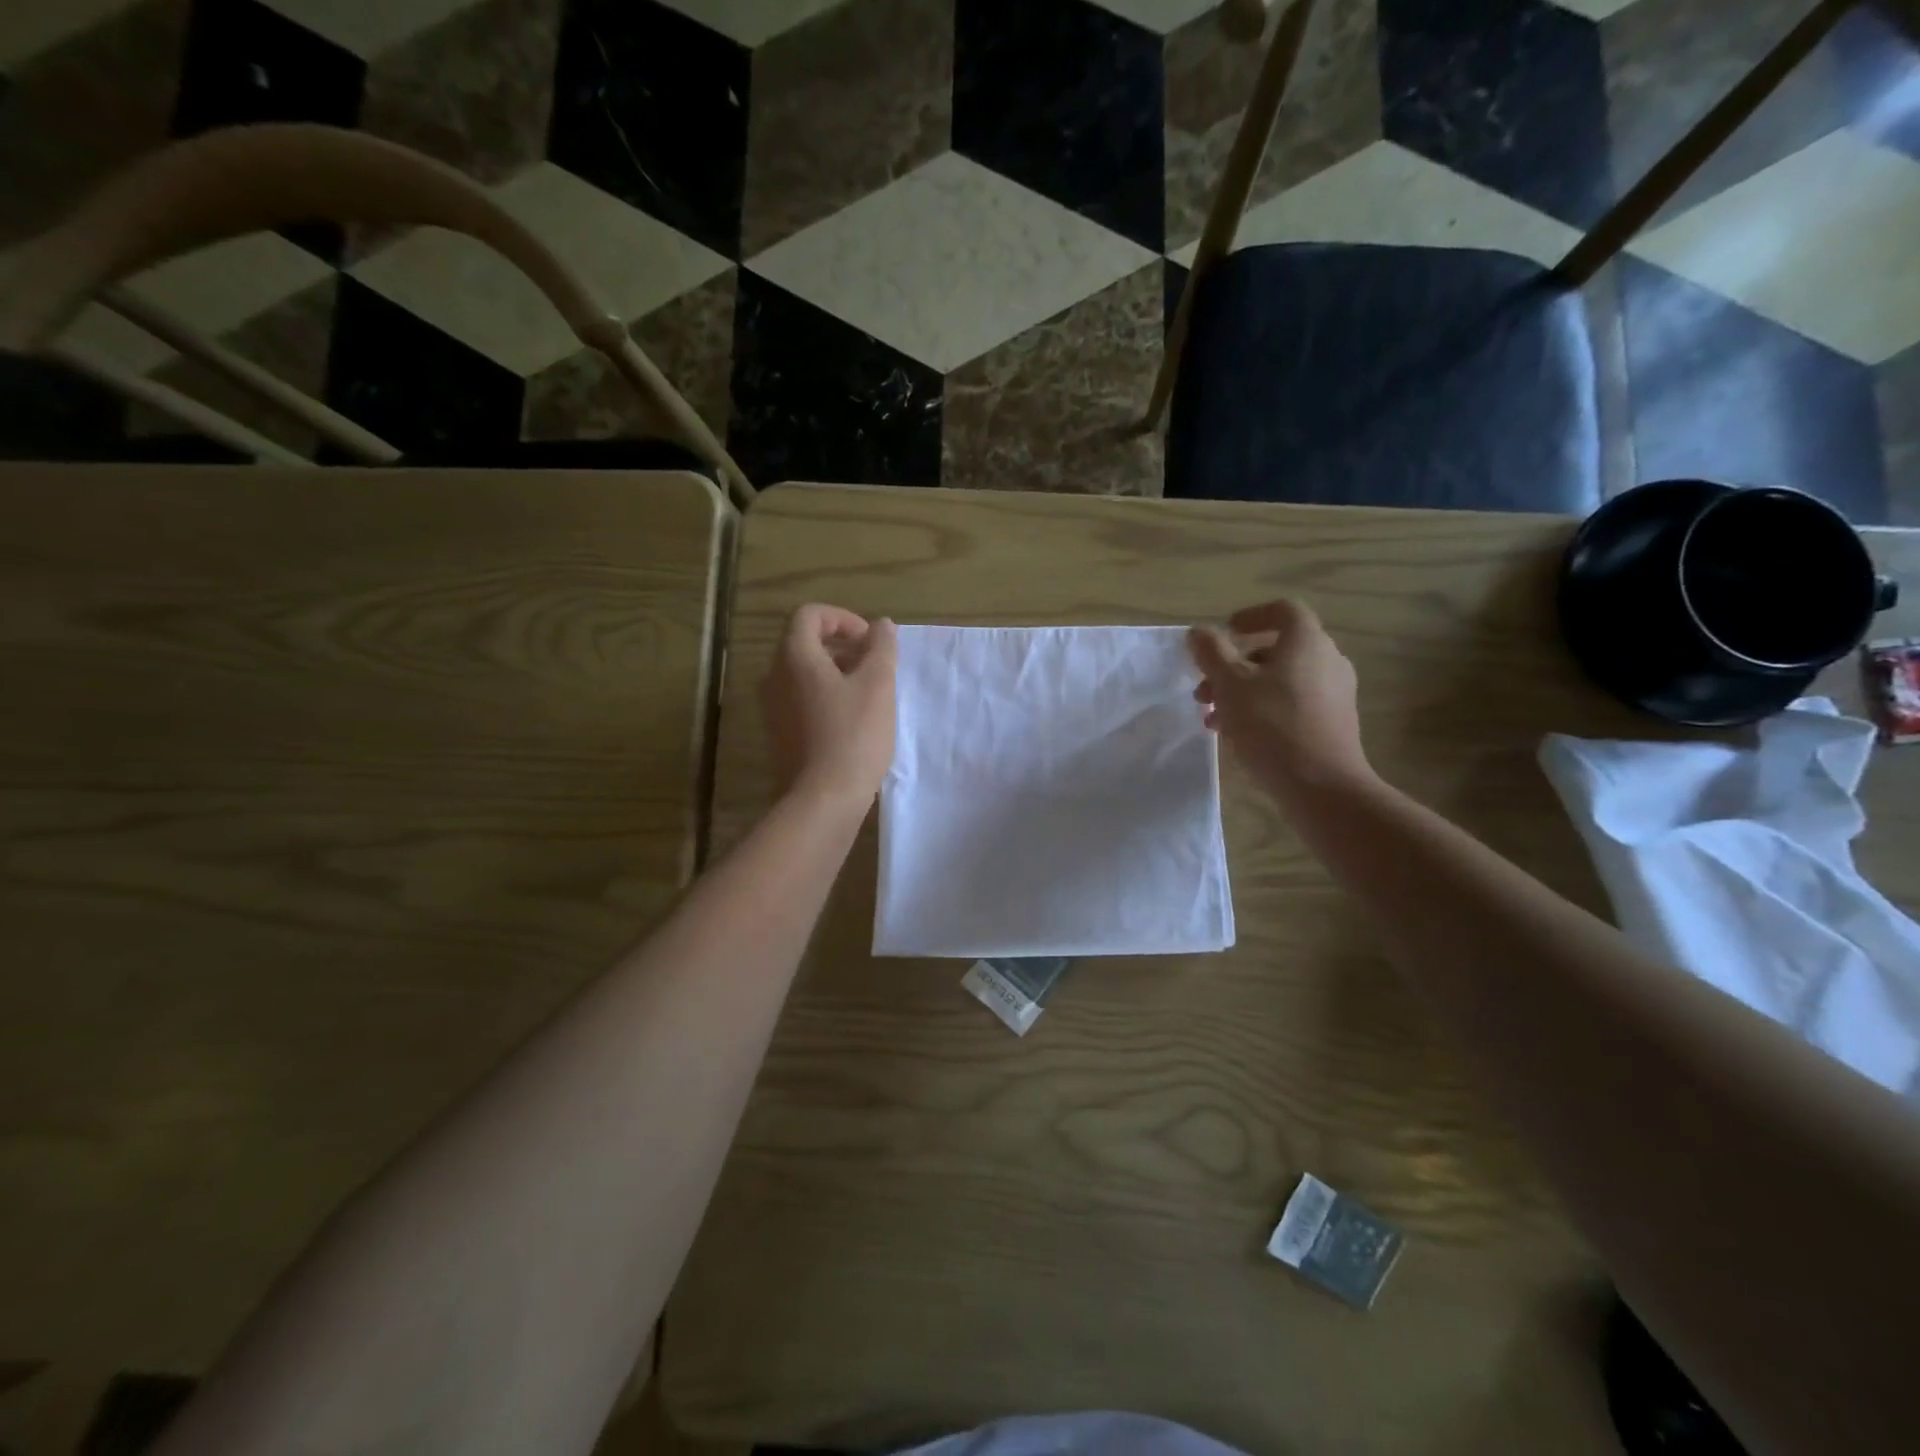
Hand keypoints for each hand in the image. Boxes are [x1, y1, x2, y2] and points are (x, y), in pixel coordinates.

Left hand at [762, 604, 898, 807]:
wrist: (822, 800)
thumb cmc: (853, 735)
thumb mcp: (878, 685)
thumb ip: (881, 648)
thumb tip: (881, 625)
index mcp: (794, 657)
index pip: (809, 615)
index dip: (843, 619)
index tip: (871, 642)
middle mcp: (774, 677)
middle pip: (805, 644)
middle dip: (843, 648)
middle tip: (875, 668)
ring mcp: (772, 708)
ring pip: (804, 675)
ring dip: (837, 674)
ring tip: (869, 696)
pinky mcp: (779, 735)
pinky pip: (801, 701)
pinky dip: (826, 698)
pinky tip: (853, 723)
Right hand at [1187, 599, 1373, 800]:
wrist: (1322, 786)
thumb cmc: (1271, 726)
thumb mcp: (1230, 686)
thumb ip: (1211, 654)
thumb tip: (1198, 632)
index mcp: (1306, 642)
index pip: (1284, 611)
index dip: (1252, 616)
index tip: (1225, 632)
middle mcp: (1328, 660)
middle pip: (1277, 649)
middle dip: (1235, 665)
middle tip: (1205, 689)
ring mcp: (1335, 692)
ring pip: (1281, 679)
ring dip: (1244, 691)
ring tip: (1214, 718)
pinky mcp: (1334, 722)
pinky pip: (1293, 702)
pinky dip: (1264, 708)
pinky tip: (1239, 734)